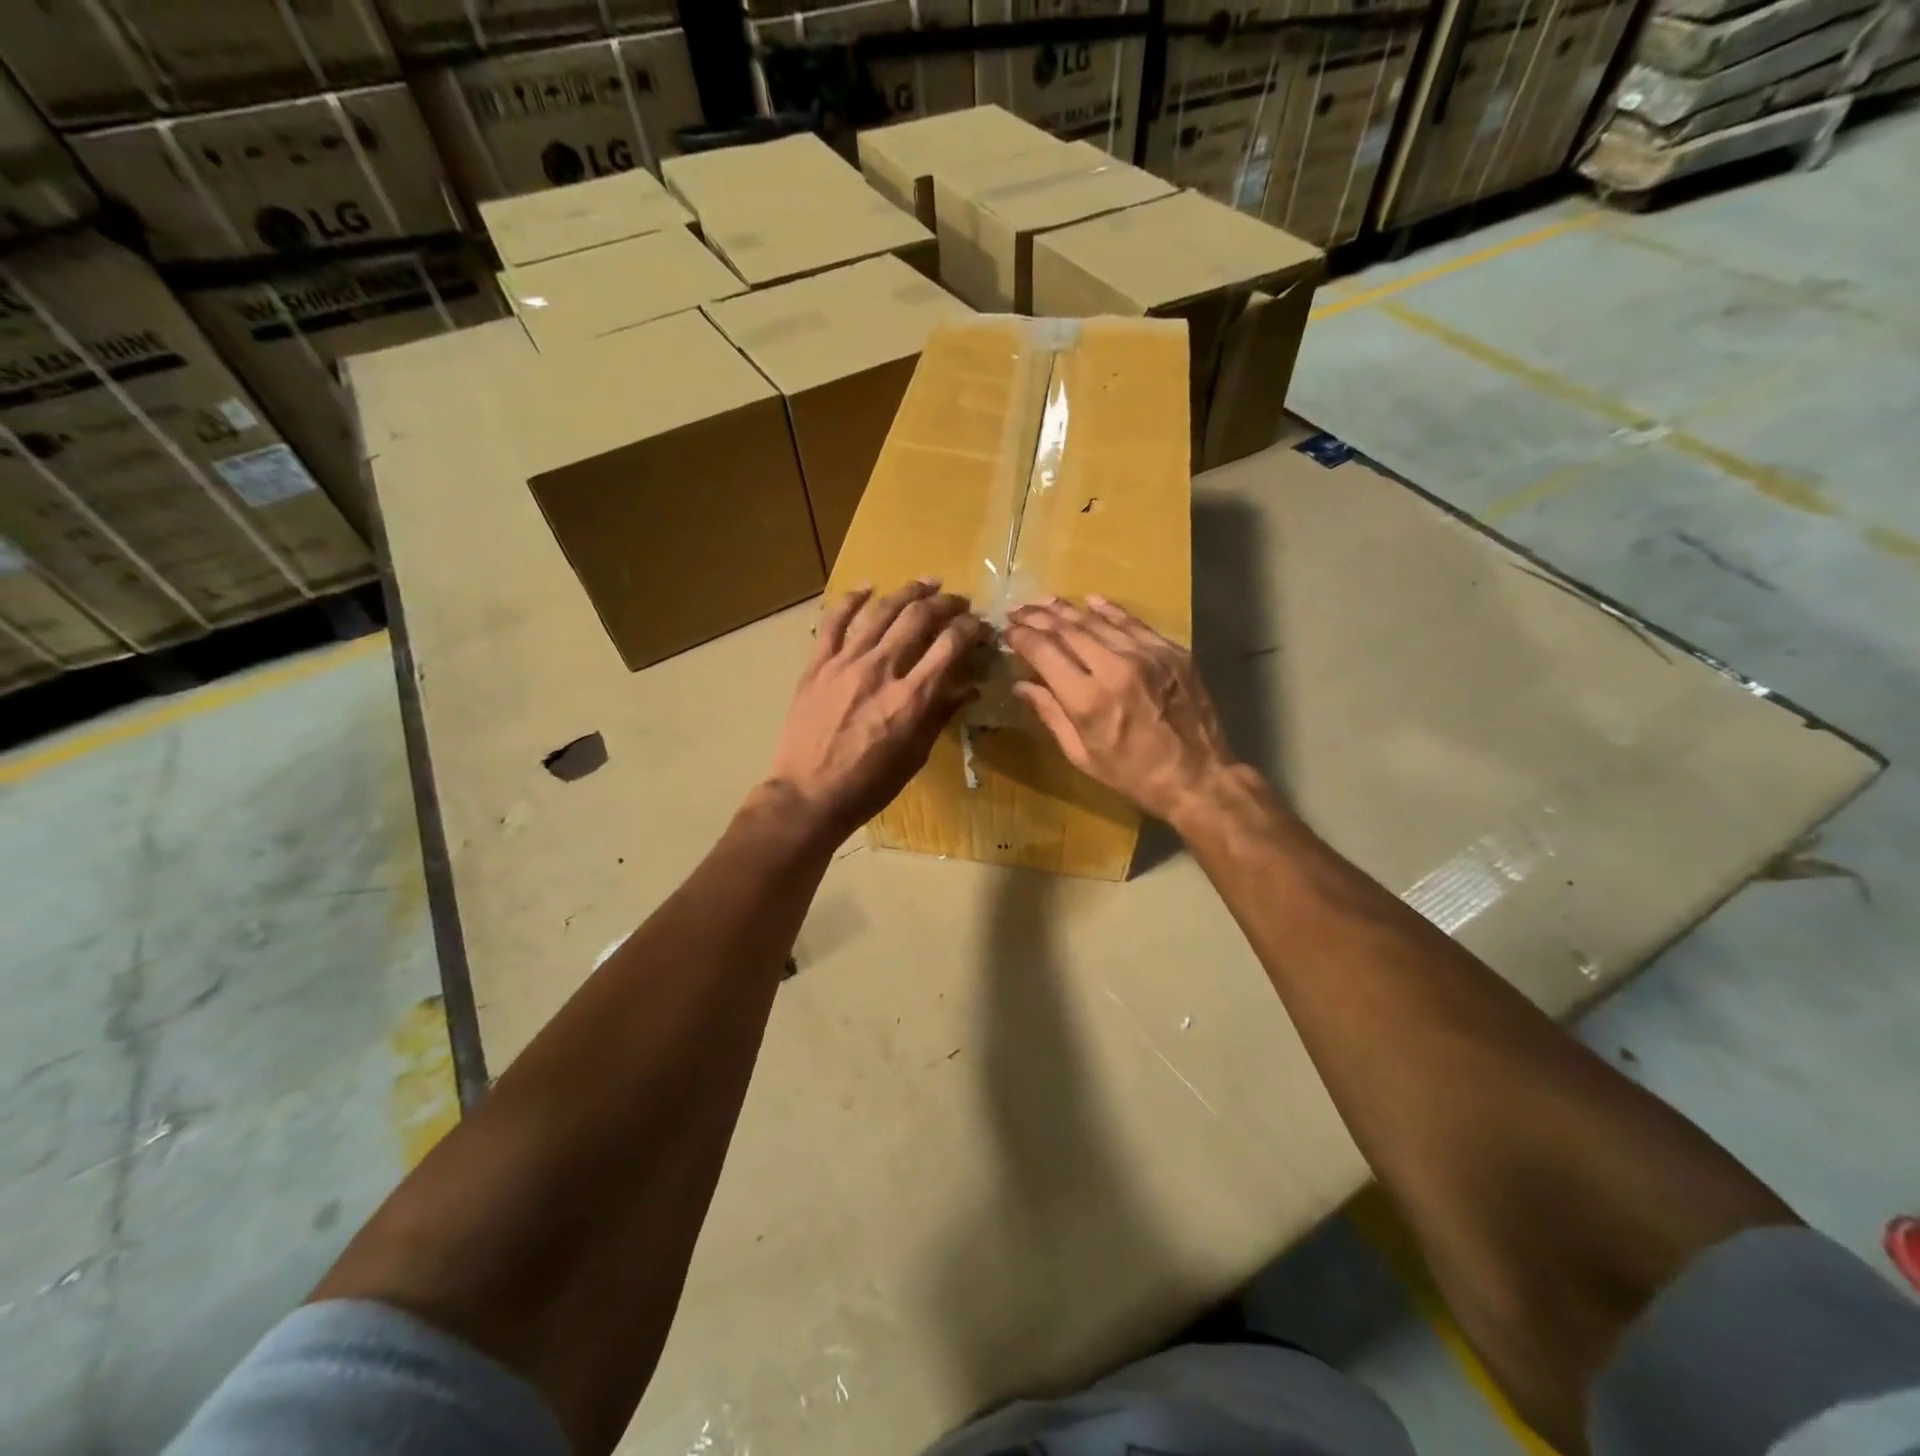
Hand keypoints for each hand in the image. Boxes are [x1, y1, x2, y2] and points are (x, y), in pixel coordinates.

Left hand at [765, 581, 985, 839]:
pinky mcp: (818, 665)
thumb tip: (968, 687)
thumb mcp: (915, 755)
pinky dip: (851, 599)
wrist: (809, 796)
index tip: (980, 624)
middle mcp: (882, 670)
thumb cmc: (869, 785)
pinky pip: (834, 622)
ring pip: (881, 612)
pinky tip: (867, 586)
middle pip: (919, 619)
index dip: (970, 628)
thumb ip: (940, 715)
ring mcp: (846, 663)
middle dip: (945, 603)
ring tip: (926, 582)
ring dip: (908, 592)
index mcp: (912, 698)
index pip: (950, 645)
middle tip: (958, 601)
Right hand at [1005, 596, 1240, 824]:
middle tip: (1018, 609)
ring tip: (1046, 602)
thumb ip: (1051, 713)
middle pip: (1067, 630)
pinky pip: (1133, 623)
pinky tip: (1091, 601)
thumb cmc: (1132, 775)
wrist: (1197, 776)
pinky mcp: (1171, 652)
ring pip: (1098, 621)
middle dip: (1038, 617)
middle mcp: (1115, 668)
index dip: (1021, 637)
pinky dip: (1109, 610)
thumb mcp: (1082, 755)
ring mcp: (1147, 655)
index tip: (1008, 630)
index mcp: (1088, 699)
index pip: (1044, 652)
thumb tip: (1022, 685)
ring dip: (1067, 609)